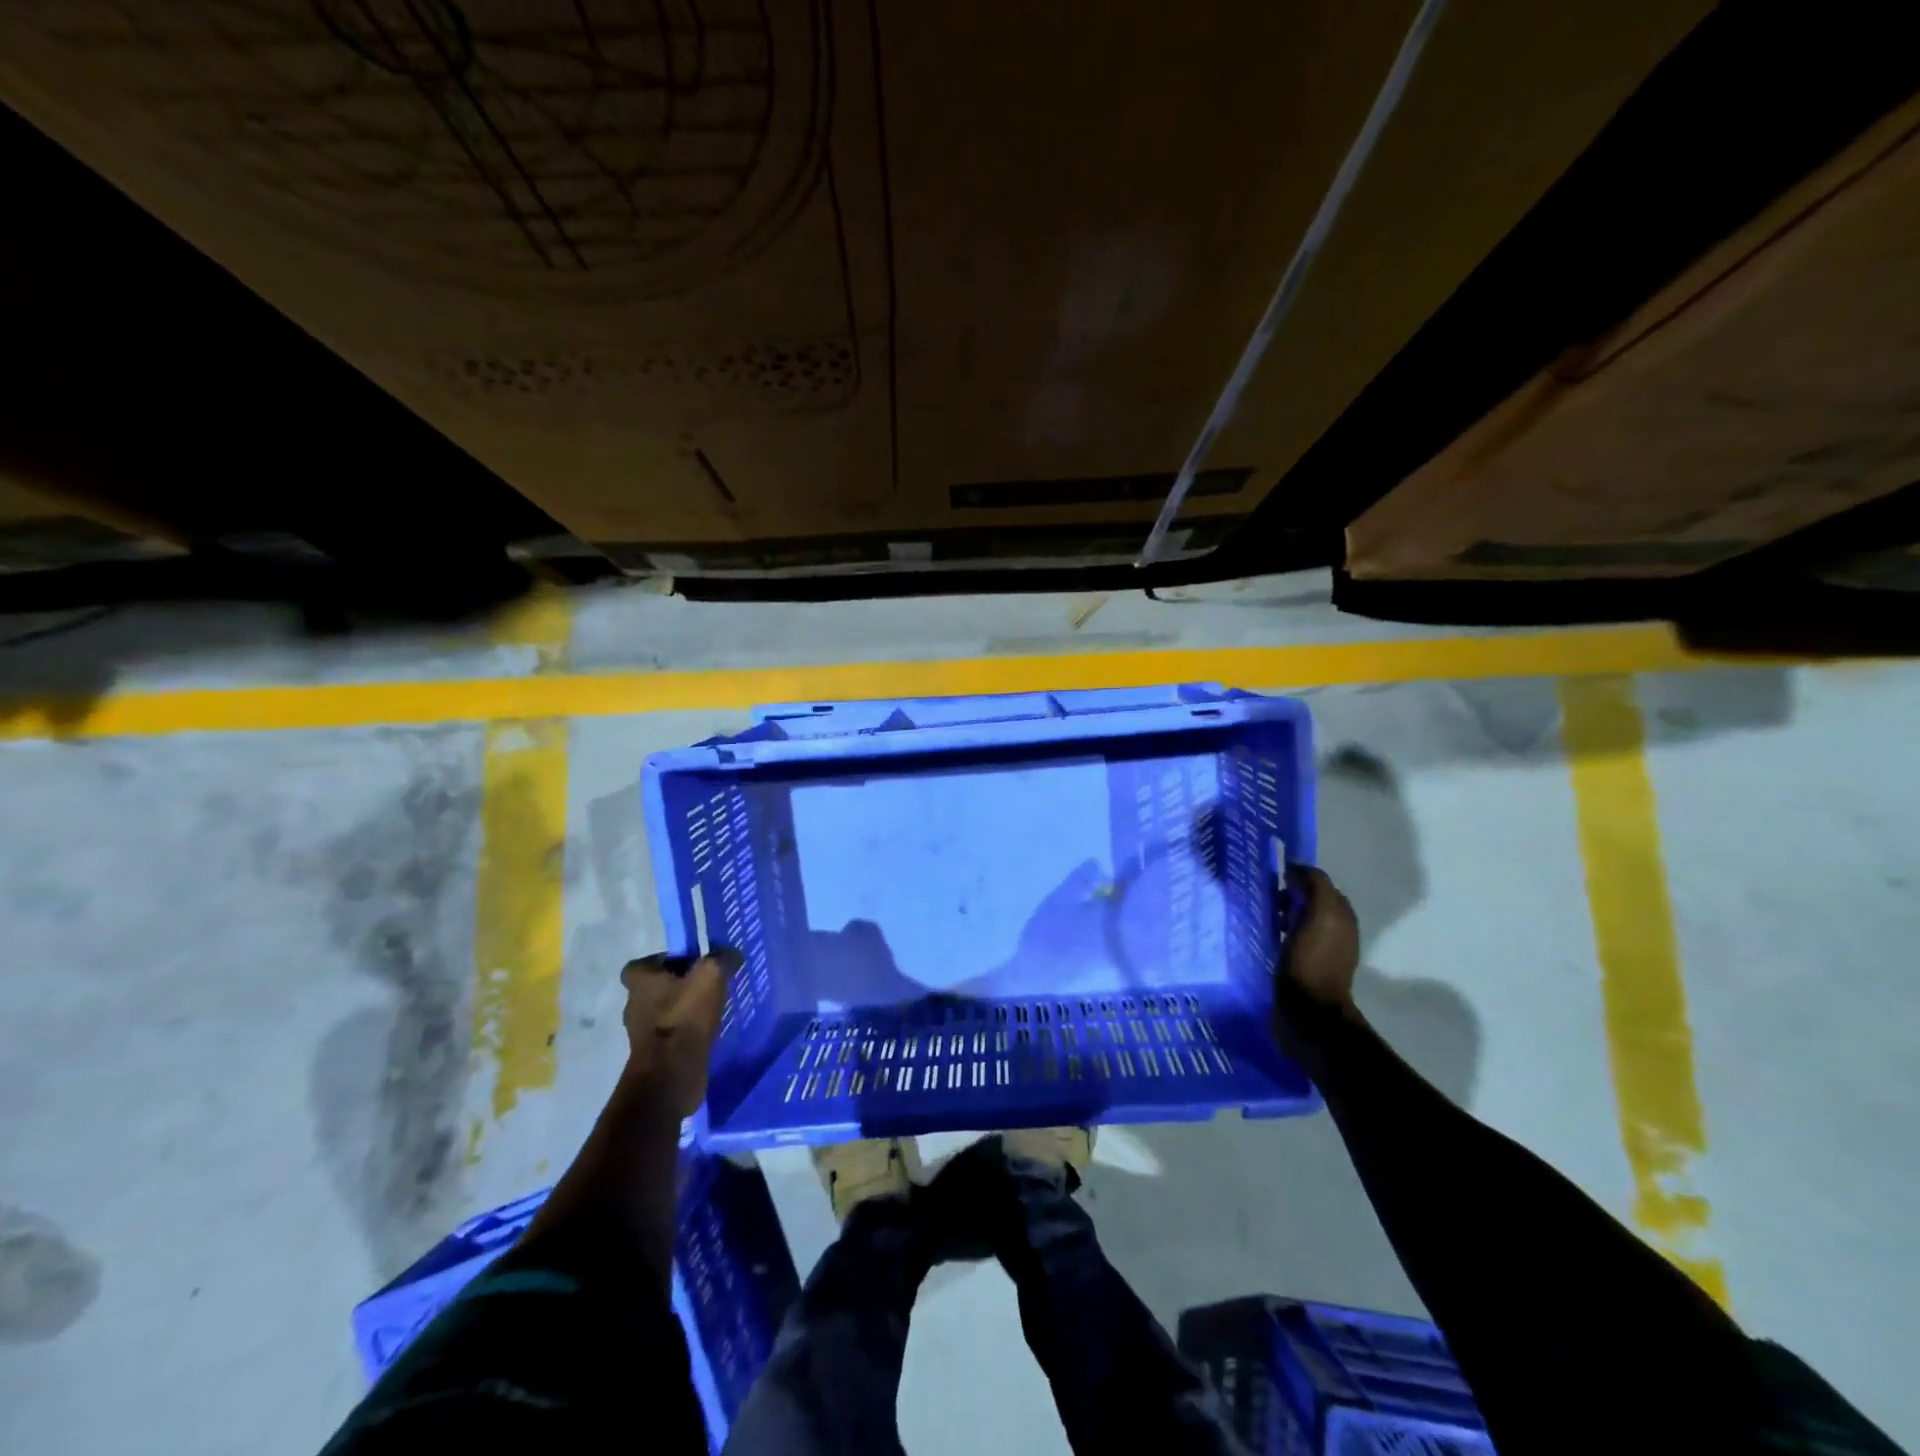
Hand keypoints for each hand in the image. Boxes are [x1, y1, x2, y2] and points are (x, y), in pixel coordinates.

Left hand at [619, 949, 738, 1117]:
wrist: (671, 1075)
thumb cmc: (684, 1018)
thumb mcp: (711, 976)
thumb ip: (721, 958)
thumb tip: (730, 953)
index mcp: (640, 982)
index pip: (642, 964)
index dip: (665, 961)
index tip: (689, 965)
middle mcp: (634, 1005)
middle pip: (656, 988)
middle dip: (679, 986)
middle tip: (707, 985)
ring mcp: (641, 1034)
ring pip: (664, 1013)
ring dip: (684, 1010)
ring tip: (712, 1009)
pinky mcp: (653, 1056)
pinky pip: (671, 1036)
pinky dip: (686, 1033)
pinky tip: (708, 1032)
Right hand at [1279, 867, 1359, 1010]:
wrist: (1307, 1011)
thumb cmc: (1311, 959)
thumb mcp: (1320, 913)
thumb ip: (1315, 885)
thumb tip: (1297, 870)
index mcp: (1342, 917)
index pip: (1321, 885)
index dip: (1300, 878)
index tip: (1276, 879)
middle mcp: (1336, 931)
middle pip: (1310, 902)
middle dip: (1289, 895)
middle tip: (1266, 897)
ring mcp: (1320, 950)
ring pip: (1299, 920)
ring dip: (1282, 914)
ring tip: (1262, 916)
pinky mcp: (1303, 966)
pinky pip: (1290, 938)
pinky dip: (1278, 932)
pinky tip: (1265, 936)